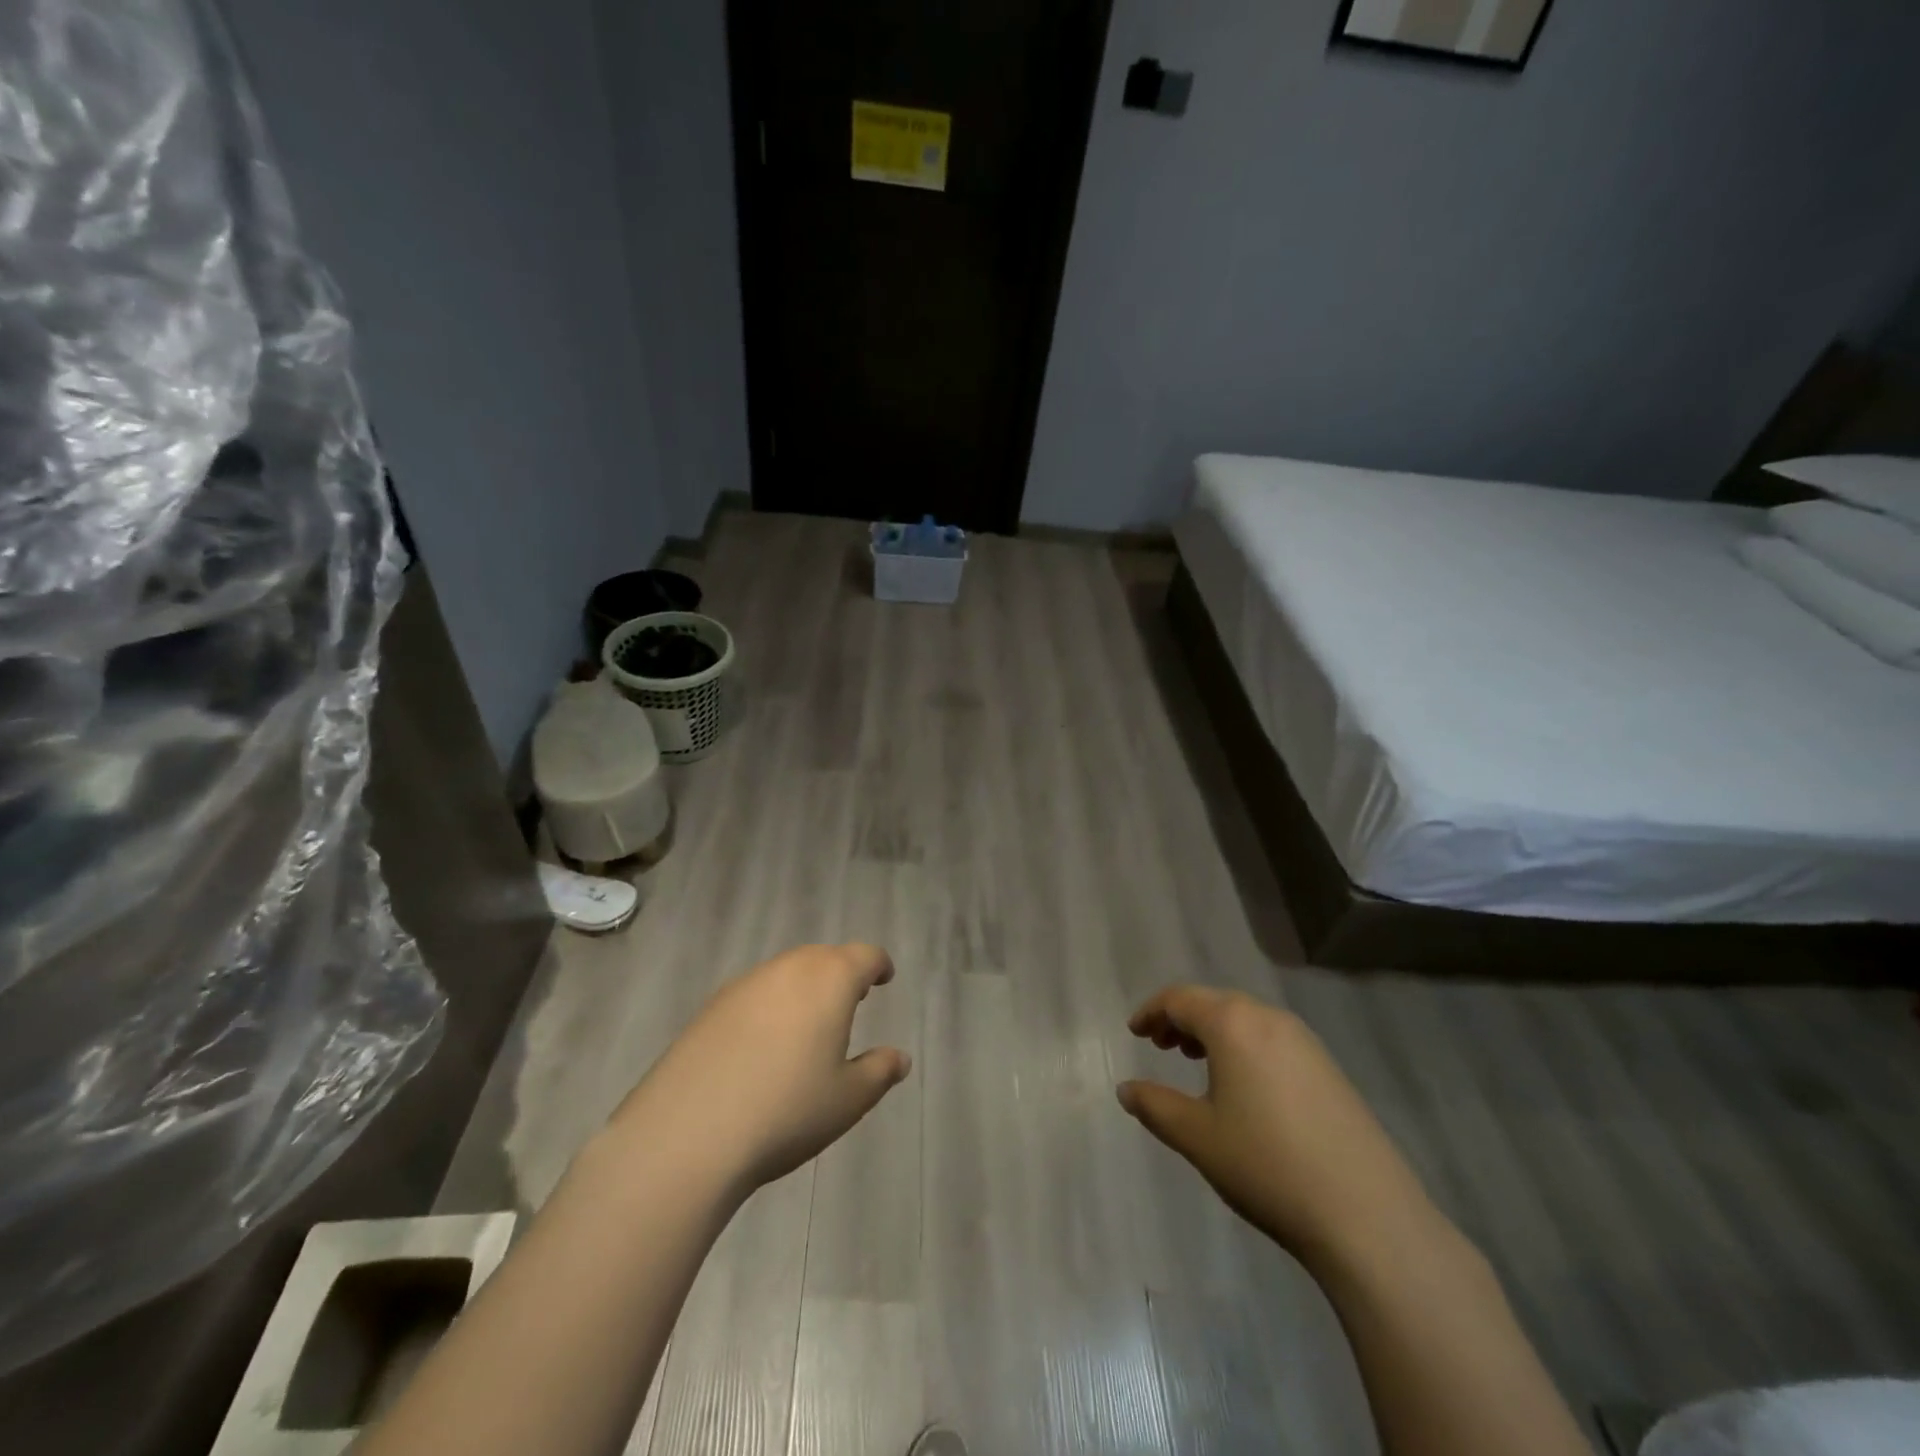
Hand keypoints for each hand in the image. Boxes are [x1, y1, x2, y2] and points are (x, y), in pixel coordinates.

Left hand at [608, 943, 910, 1194]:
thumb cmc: (786, 1111)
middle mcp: (788, 969)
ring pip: (785, 973)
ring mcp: (744, 985)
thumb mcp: (848, 1100)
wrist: (686, 1135)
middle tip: (850, 1001)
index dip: (878, 965)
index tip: (884, 978)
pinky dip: (769, 1006)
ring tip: (808, 1024)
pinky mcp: (709, 1008)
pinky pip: (753, 994)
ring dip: (803, 988)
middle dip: (841, 973)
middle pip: (823, 958)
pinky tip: (762, 1046)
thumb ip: (879, 1072)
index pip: (863, 956)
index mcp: (829, 980)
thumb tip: (899, 1058)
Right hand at [1118, 985, 1435, 1264]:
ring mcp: (1305, 1042)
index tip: (1134, 1033)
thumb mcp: (1197, 1137)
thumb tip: (1126, 1089)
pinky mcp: (1329, 1069)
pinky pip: (1272, 1039)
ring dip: (1214, 1032)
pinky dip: (1244, 1047)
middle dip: (1182, 1019)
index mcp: (1233, 1023)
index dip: (1151, 1011)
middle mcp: (1269, 1019)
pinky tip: (1244, 1086)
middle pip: (1214, 1003)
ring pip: (1246, 1019)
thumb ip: (1155, 1106)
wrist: (1367, 1216)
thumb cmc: (1267, 1166)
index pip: (1180, 999)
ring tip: (1197, 1062)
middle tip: (1160, 1046)